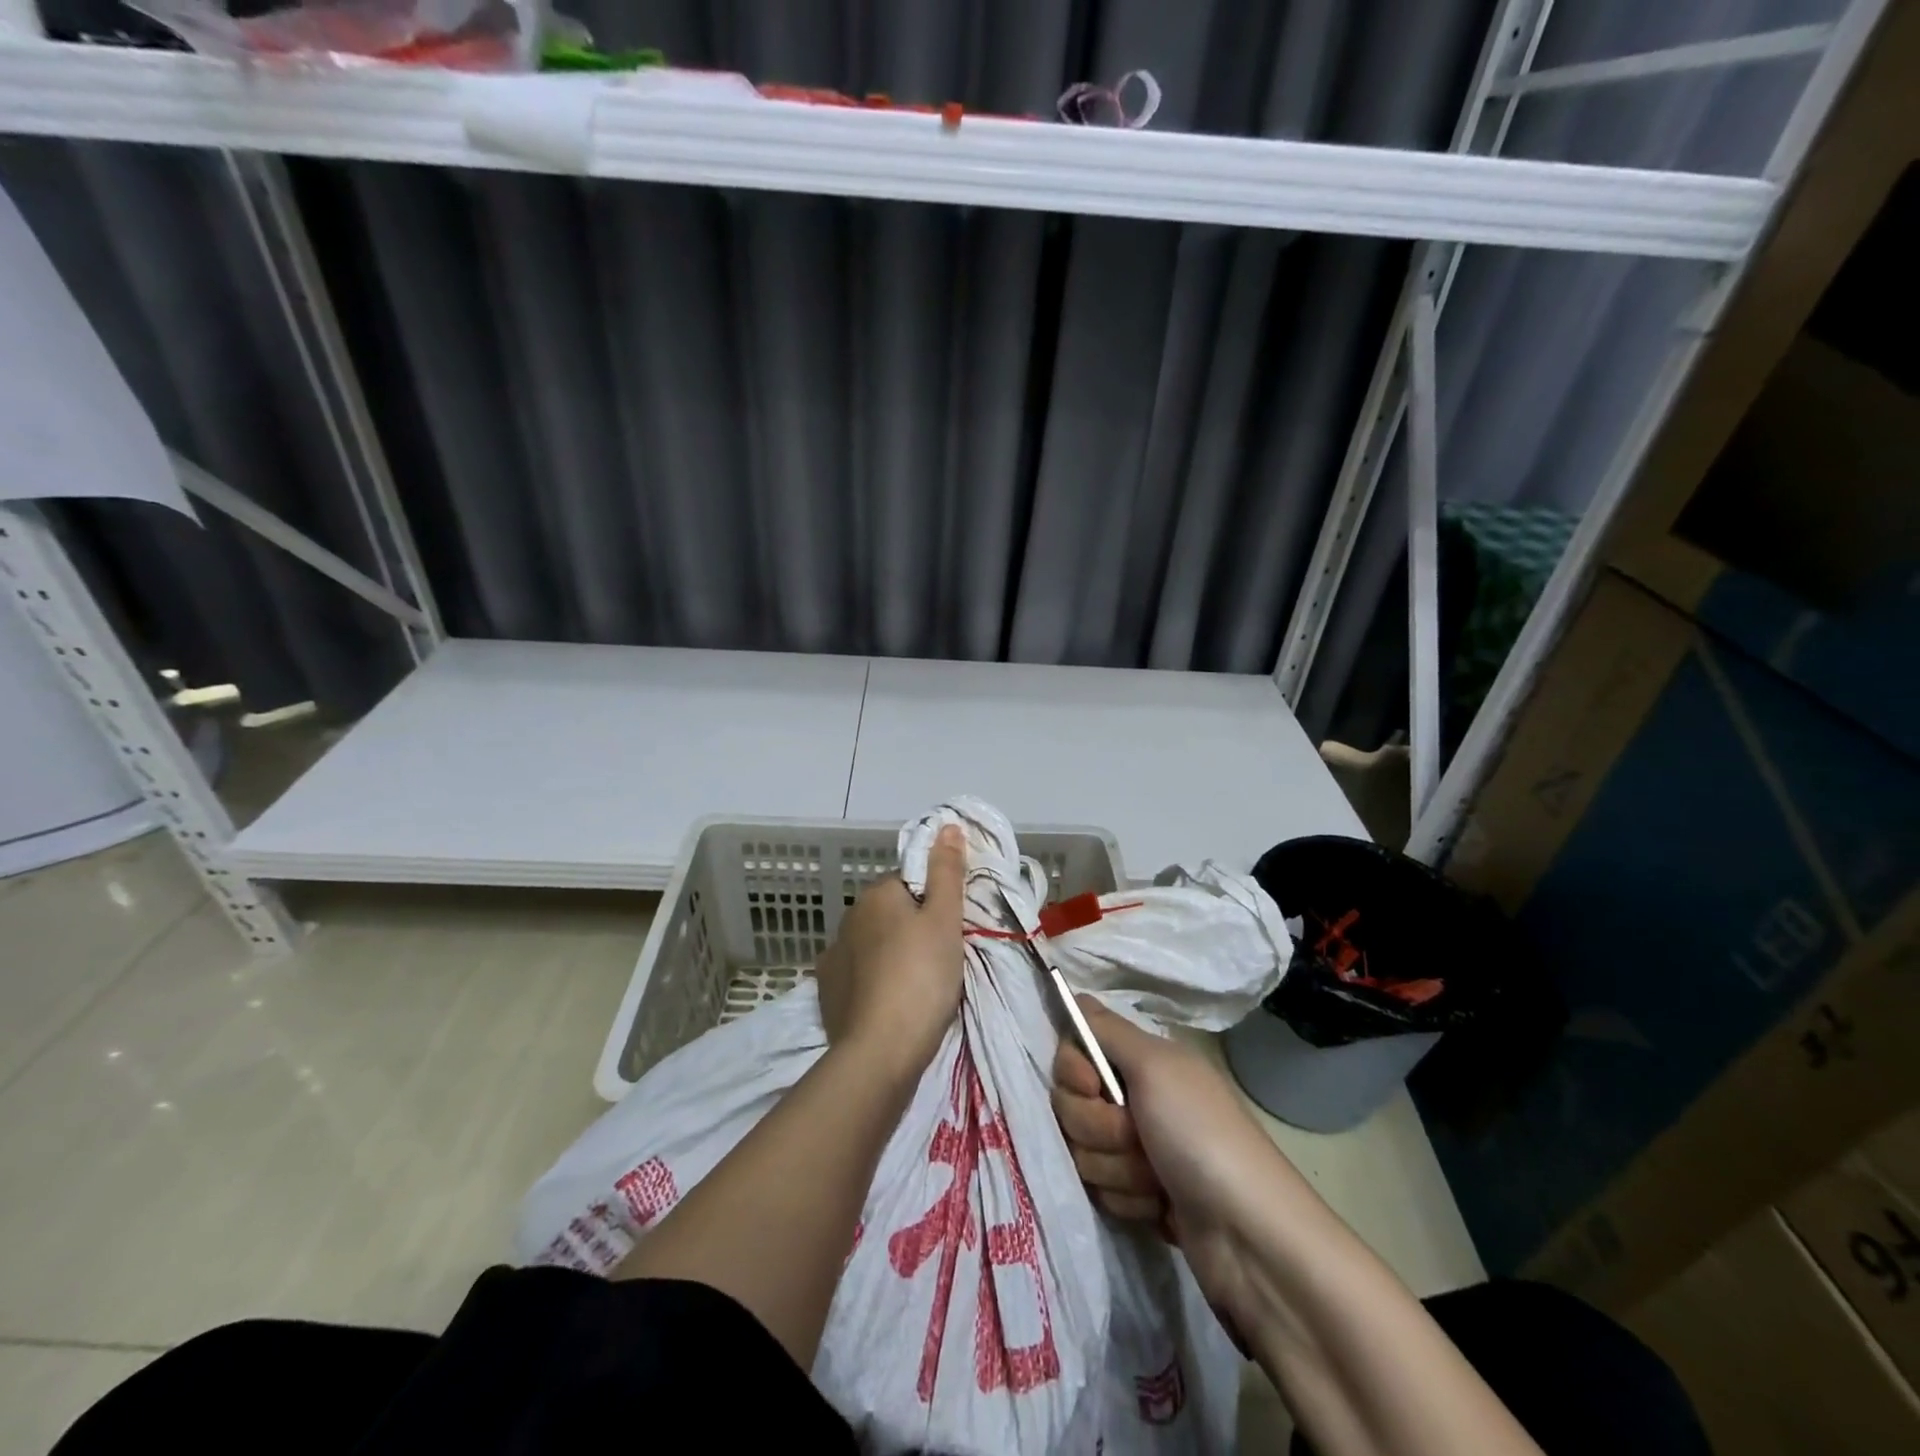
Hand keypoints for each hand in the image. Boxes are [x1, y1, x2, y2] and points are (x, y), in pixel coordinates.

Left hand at [814, 824, 967, 1078]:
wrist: (880, 1051)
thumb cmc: (922, 976)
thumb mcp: (946, 919)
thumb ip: (947, 871)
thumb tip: (946, 825)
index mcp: (877, 895)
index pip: (910, 883)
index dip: (934, 904)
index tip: (950, 931)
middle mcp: (849, 918)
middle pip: (890, 913)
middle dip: (912, 929)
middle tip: (940, 960)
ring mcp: (833, 956)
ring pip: (873, 945)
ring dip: (891, 956)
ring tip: (917, 988)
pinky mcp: (827, 992)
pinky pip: (857, 976)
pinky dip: (873, 983)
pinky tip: (889, 1004)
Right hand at [1053, 997, 1283, 1330]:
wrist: (1248, 1236)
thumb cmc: (1201, 1135)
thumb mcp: (1155, 1067)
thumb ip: (1107, 1030)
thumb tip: (1074, 994)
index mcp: (1142, 1061)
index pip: (1073, 1053)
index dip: (1074, 1072)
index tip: (1093, 1086)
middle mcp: (1137, 1098)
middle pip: (1072, 1104)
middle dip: (1098, 1127)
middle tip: (1136, 1137)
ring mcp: (1137, 1149)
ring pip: (1083, 1150)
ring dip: (1116, 1168)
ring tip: (1156, 1178)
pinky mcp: (1139, 1195)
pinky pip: (1101, 1188)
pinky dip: (1127, 1199)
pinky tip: (1159, 1205)